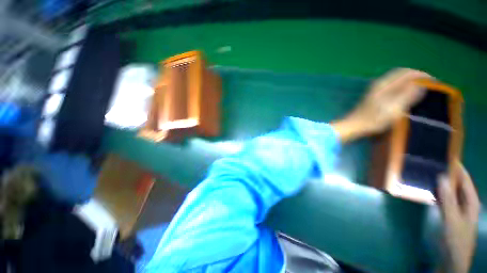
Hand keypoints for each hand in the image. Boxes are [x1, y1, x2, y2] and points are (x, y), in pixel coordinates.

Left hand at [331, 68, 429, 142]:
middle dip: (417, 77)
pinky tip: (407, 94)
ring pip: (397, 80)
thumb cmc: (373, 119)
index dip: (421, 74)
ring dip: (410, 81)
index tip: (435, 81)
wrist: (353, 126)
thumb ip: (407, 95)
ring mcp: (375, 90)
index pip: (406, 72)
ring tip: (422, 89)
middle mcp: (379, 84)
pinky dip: (402, 87)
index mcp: (384, 84)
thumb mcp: (393, 108)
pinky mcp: (374, 96)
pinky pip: (392, 86)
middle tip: (430, 85)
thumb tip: (421, 83)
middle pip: (401, 74)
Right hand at [438, 163, 479, 272]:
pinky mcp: (449, 213)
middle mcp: (465, 202)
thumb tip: (442, 177)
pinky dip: (437, 193)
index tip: (445, 156)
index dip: (457, 168)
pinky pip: (443, 199)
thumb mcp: (452, 219)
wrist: (452, 258)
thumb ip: (448, 199)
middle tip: (432, 164)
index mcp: (471, 201)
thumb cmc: (456, 239)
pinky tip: (428, 190)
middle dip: (446, 174)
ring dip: (440, 184)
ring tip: (427, 174)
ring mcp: (457, 208)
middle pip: (457, 184)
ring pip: (449, 191)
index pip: (465, 179)